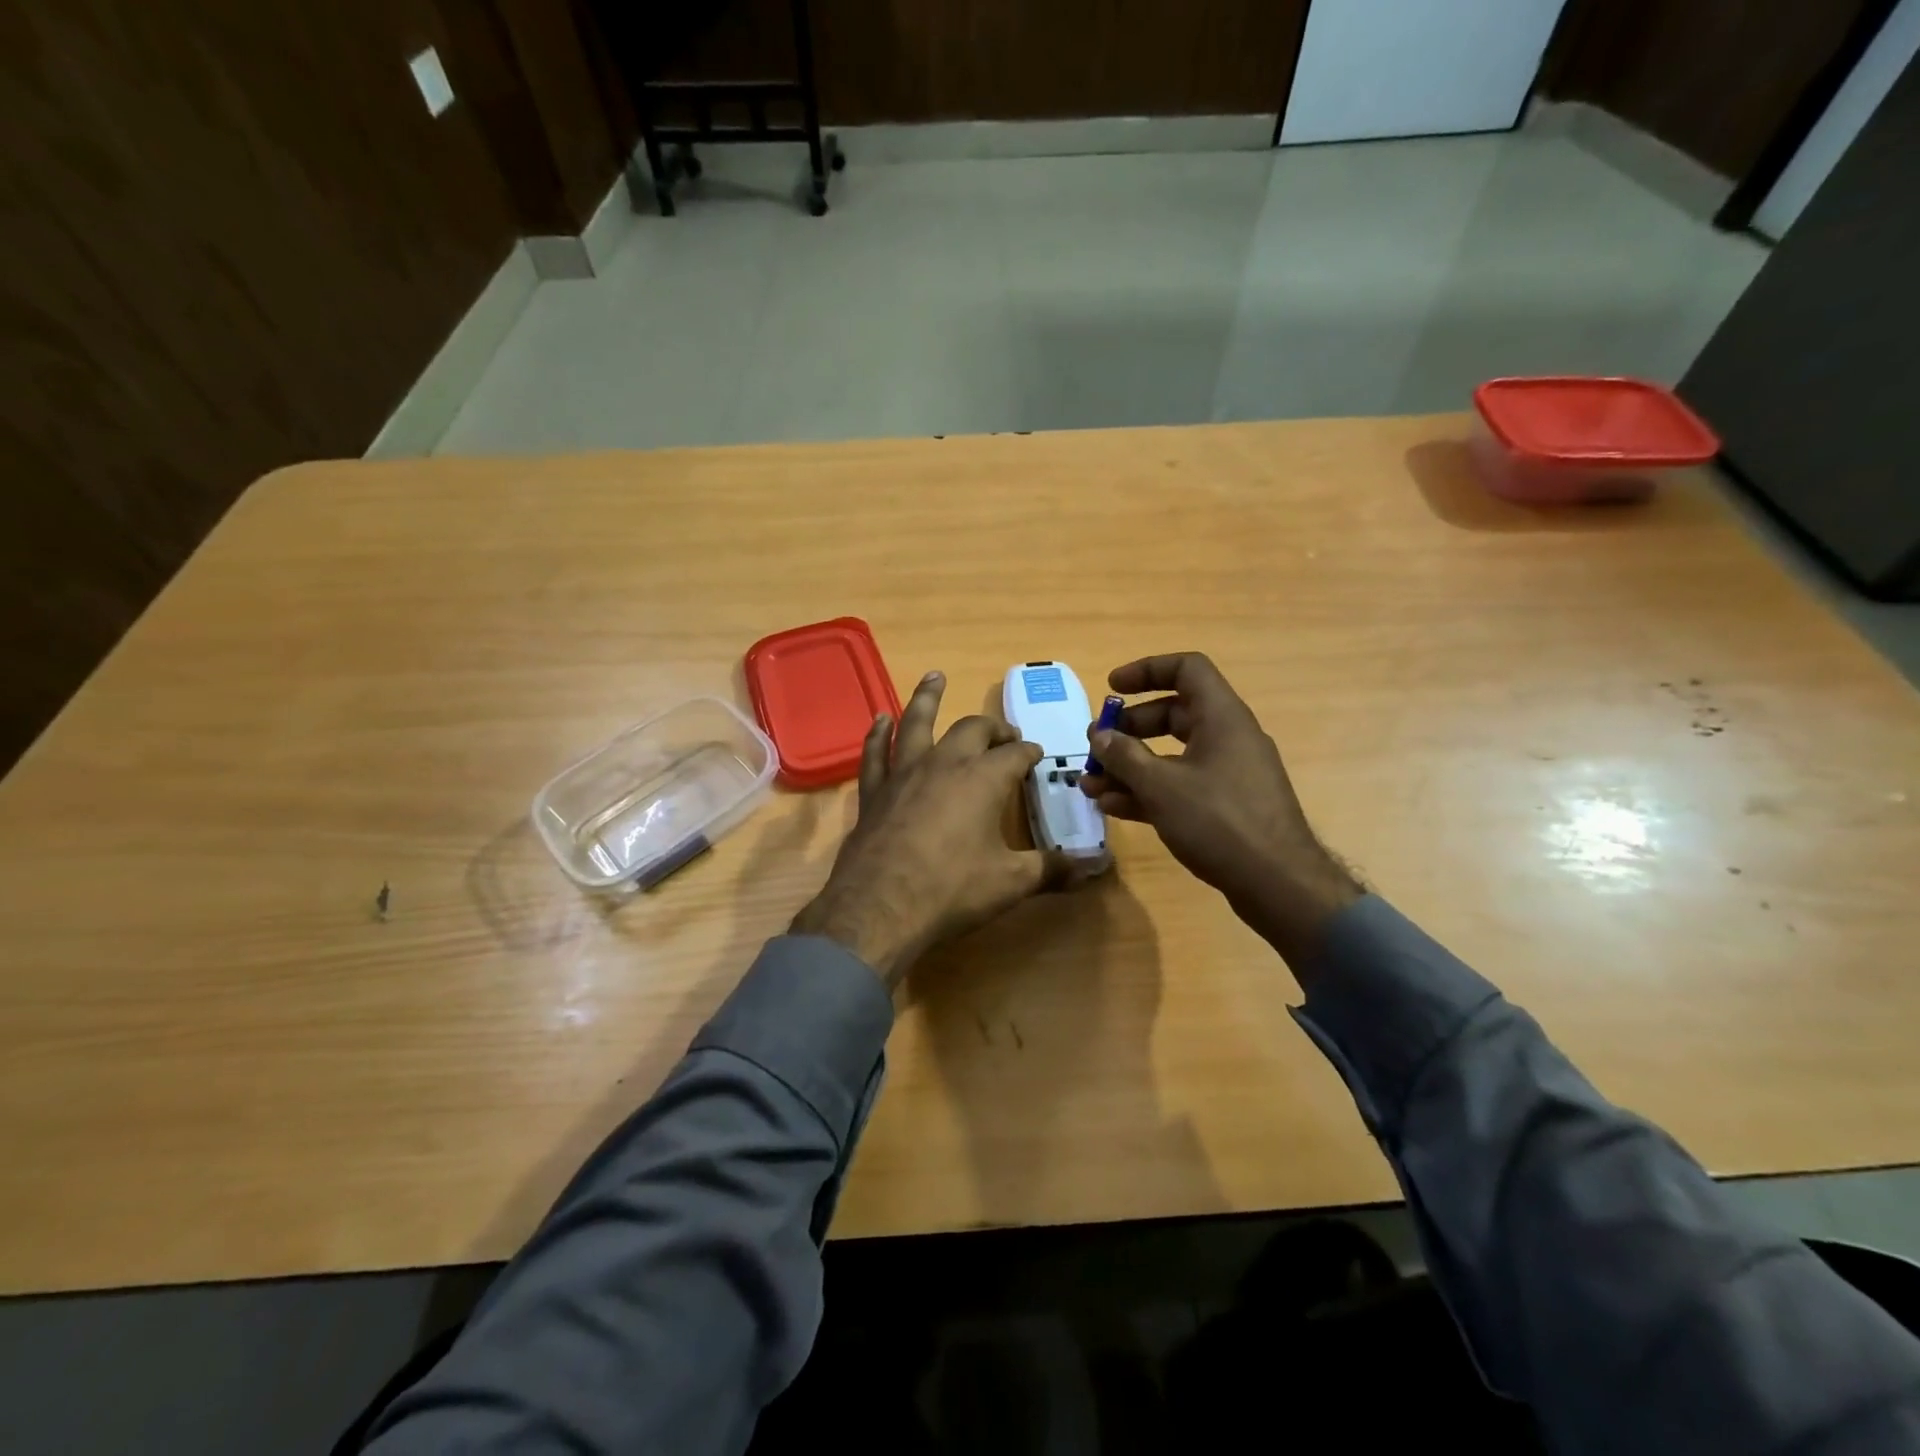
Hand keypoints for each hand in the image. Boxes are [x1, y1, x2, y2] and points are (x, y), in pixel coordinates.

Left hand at [791, 672, 1067, 988]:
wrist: (880, 907)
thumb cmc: (952, 889)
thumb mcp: (1011, 882)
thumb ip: (1053, 869)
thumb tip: (1097, 866)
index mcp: (983, 779)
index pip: (1015, 754)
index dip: (1029, 752)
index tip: (1036, 754)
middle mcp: (945, 763)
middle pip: (972, 730)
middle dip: (992, 727)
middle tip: (1003, 733)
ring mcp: (904, 773)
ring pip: (916, 723)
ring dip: (927, 698)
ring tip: (934, 677)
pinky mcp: (874, 791)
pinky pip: (876, 752)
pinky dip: (879, 734)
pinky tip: (881, 720)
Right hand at [1078, 653, 1360, 970]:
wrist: (1277, 883)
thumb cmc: (1219, 821)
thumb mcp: (1161, 786)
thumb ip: (1125, 756)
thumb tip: (1100, 735)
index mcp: (1222, 717)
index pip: (1186, 669)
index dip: (1146, 670)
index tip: (1112, 688)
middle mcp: (1227, 737)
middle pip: (1173, 714)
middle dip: (1129, 729)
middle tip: (1096, 745)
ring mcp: (1228, 773)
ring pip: (1172, 755)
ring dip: (1130, 766)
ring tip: (1091, 783)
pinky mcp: (1225, 806)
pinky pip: (1181, 785)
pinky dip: (1148, 790)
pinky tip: (1114, 807)